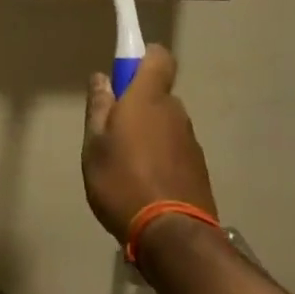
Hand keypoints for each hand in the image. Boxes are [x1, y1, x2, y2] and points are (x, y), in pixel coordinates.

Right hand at [81, 47, 216, 242]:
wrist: (172, 237)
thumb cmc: (123, 181)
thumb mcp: (95, 144)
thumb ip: (99, 107)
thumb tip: (102, 78)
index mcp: (148, 97)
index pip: (158, 56)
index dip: (143, 58)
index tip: (124, 75)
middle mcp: (175, 112)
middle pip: (158, 95)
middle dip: (138, 106)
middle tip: (114, 134)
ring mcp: (191, 142)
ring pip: (166, 125)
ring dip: (150, 136)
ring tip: (127, 169)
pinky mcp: (199, 170)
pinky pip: (175, 152)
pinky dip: (162, 160)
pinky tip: (145, 188)